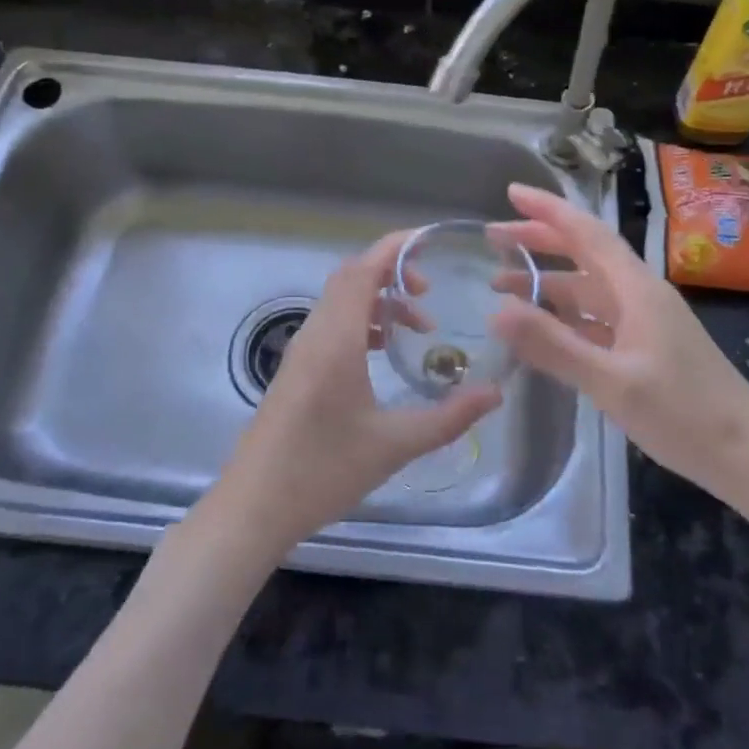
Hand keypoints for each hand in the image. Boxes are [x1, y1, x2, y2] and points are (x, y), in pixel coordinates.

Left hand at [214, 231, 502, 553]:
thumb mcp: (394, 445)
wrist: (253, 507)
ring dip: (377, 300)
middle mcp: (315, 333)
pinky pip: (332, 323)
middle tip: (430, 292)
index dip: (395, 248)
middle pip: (351, 277)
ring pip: (340, 301)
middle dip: (392, 272)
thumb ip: (449, 417)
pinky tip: (384, 352)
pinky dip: (361, 321)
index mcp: (336, 338)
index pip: (363, 269)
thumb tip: (495, 393)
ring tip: (417, 326)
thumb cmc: (323, 470)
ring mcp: (301, 350)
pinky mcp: (296, 369)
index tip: (431, 241)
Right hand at [489, 183, 748, 503]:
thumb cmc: (684, 414)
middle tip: (493, 238)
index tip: (511, 193)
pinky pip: (595, 318)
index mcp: (635, 288)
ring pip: (587, 288)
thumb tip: (495, 312)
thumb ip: (553, 346)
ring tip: (501, 285)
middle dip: (538, 241)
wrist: (747, 456)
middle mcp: (639, 294)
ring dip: (546, 282)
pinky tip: (541, 328)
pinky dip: (564, 316)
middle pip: (583, 254)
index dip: (548, 210)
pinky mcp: (644, 348)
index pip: (586, 233)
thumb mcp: (612, 382)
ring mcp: (643, 322)